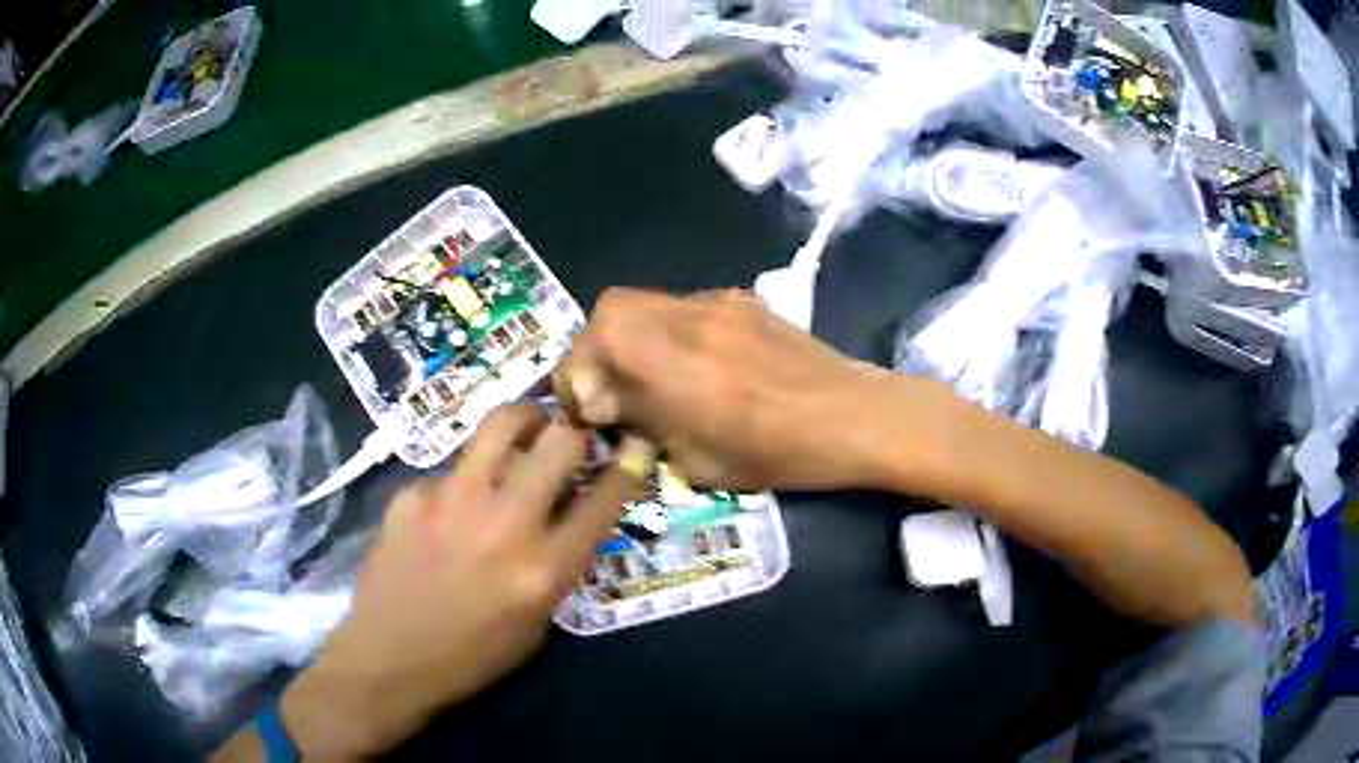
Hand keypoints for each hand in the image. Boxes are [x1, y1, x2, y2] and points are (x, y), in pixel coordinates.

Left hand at [279, 405, 647, 759]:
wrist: (389, 660)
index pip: (605, 498)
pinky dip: (460, 483)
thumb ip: (557, 566)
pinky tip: (446, 512)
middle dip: (576, 429)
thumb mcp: (536, 625)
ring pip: (501, 425)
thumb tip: (566, 514)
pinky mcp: (411, 495)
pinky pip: (449, 471)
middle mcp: (505, 524)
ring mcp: (451, 501)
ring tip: (523, 431)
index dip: (630, 463)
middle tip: (570, 437)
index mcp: (544, 568)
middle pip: (560, 440)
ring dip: (523, 422)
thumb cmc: (471, 658)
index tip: (635, 445)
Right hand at [558, 288, 939, 490]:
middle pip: (613, 305)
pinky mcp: (744, 301)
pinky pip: (685, 305)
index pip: (599, 336)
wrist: (854, 416)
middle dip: (596, 345)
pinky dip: (669, 330)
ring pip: (648, 302)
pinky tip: (695, 362)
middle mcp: (690, 320)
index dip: (579, 368)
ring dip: (632, 335)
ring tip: (649, 375)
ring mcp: (720, 303)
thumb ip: (646, 423)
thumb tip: (612, 404)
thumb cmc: (780, 452)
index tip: (590, 405)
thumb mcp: (701, 461)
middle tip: (610, 385)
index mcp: (676, 363)